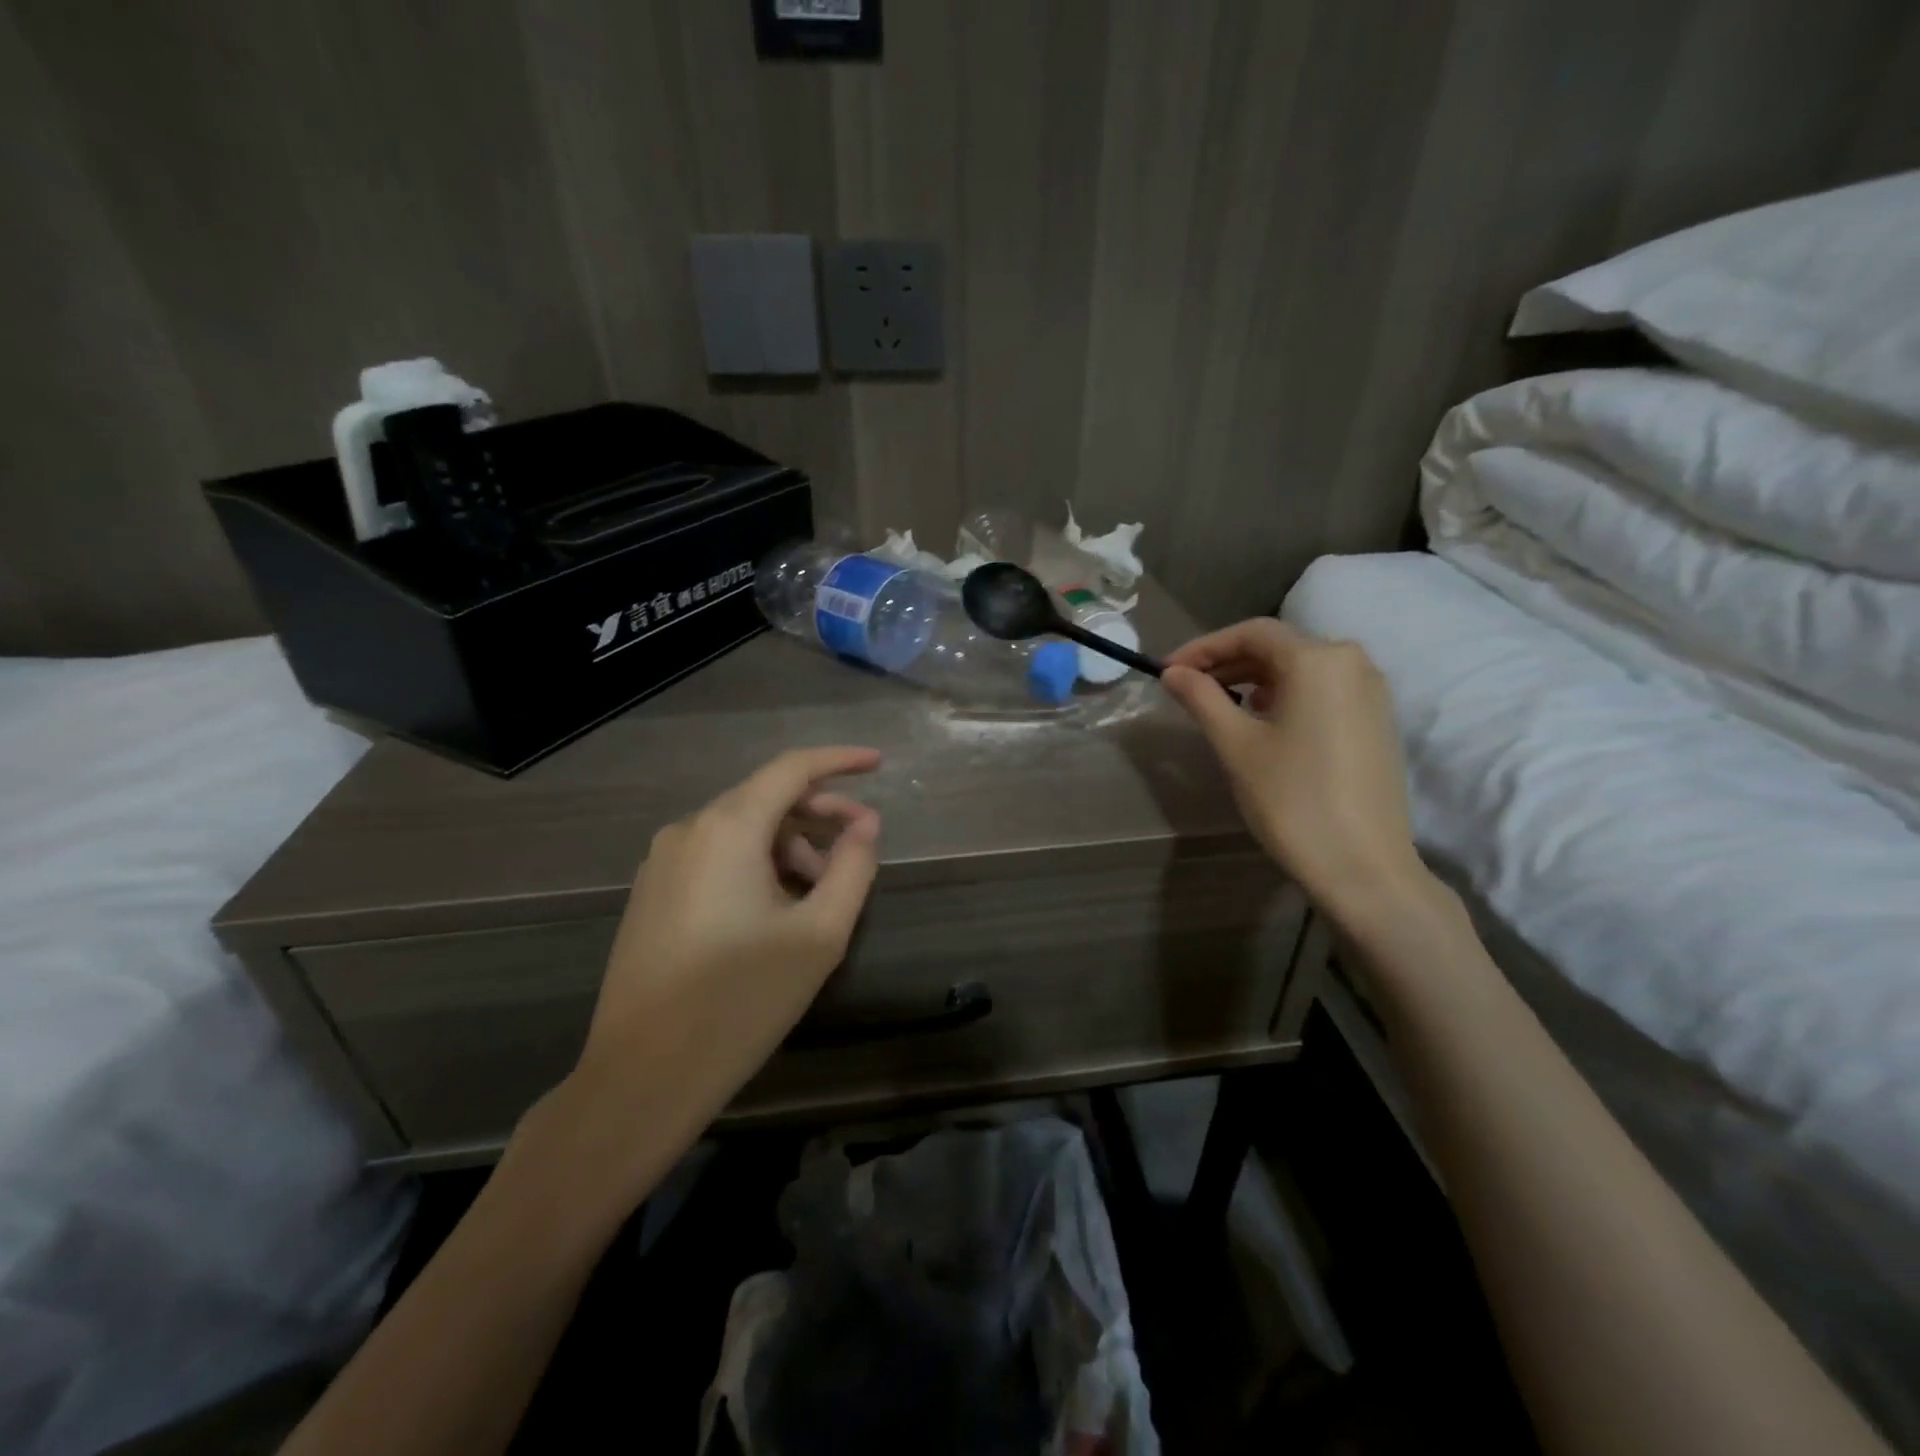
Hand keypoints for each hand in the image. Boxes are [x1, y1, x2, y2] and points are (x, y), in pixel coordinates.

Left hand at [565, 747, 882, 1139]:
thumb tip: (867, 825)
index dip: (839, 760)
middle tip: (862, 844)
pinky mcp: (652, 894)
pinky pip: (716, 857)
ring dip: (791, 846)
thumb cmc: (741, 1001)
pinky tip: (779, 909)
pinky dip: (758, 865)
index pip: (791, 769)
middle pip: (767, 799)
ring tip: (822, 893)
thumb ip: (853, 868)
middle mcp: (688, 830)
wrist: (641, 1078)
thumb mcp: (819, 936)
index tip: (878, 763)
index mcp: (727, 829)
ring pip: (742, 831)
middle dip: (820, 814)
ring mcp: (662, 863)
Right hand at [1163, 620, 1423, 916]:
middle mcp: (1352, 662)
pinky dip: (1285, 694)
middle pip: (1279, 646)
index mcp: (1318, 660)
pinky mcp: (1377, 720)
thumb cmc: (1292, 799)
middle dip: (1228, 662)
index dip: (1204, 647)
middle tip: (1186, 687)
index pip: (1252, 633)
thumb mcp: (1236, 745)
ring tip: (1218, 703)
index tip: (1168, 670)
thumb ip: (1202, 698)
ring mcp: (1371, 692)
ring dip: (1254, 678)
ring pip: (1301, 668)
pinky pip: (1323, 689)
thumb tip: (1172, 673)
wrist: (1363, 866)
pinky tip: (1261, 719)